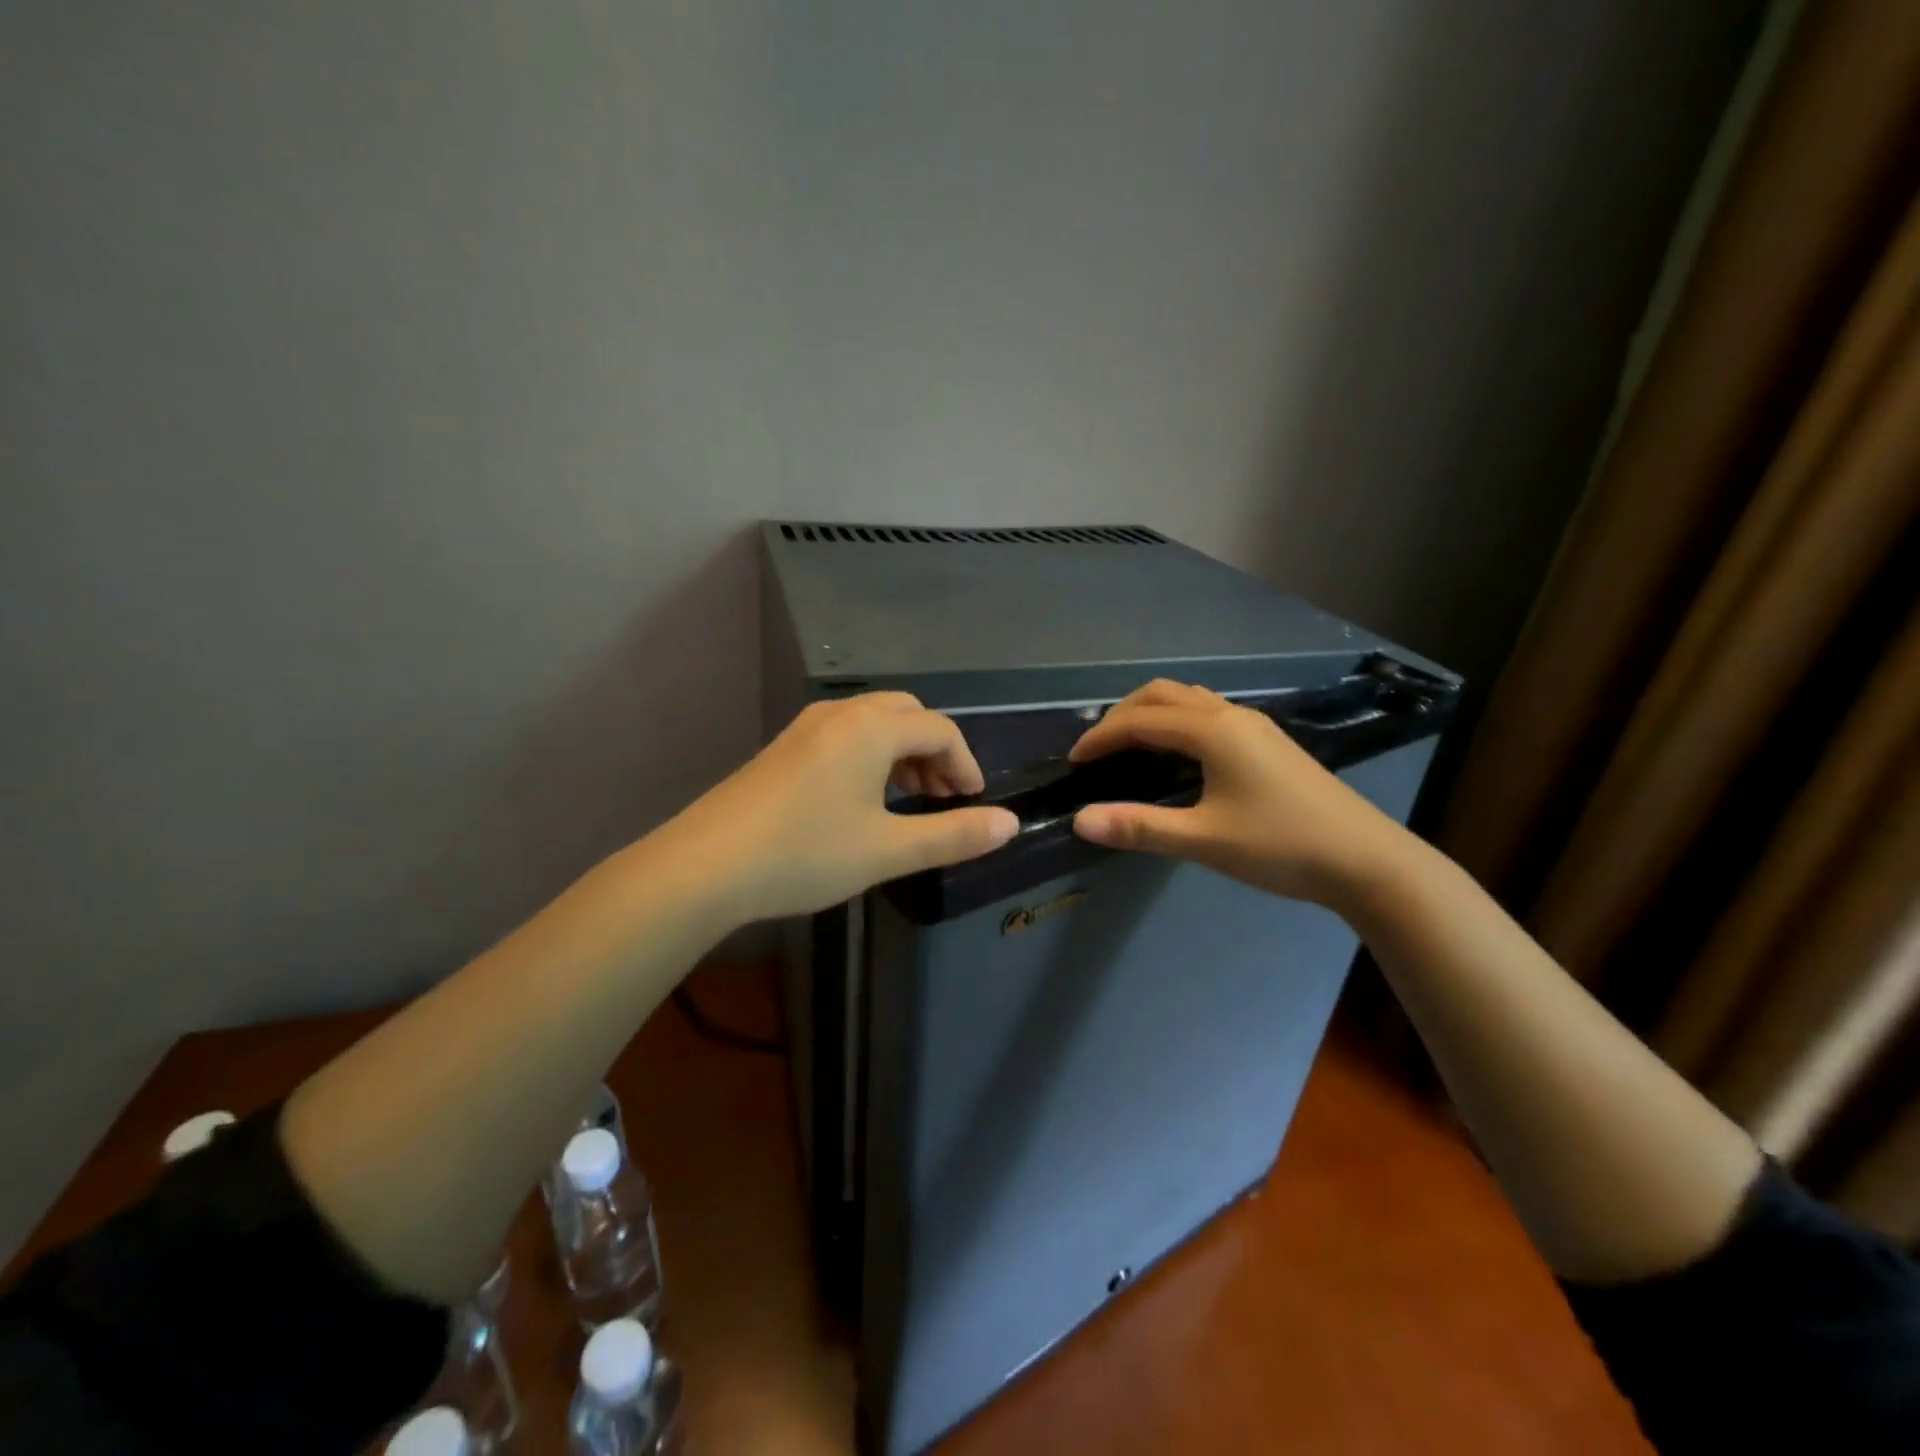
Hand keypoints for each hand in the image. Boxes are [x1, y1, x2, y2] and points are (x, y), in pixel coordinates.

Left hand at [664, 693, 1018, 923]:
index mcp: (872, 727)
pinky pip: (844, 736)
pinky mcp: (784, 748)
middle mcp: (841, 714)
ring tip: (910, 799)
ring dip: (903, 753)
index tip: (975, 804)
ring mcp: (806, 727)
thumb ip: (954, 835)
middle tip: (944, 797)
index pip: (940, 730)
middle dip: (936, 752)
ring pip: (873, 723)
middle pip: (907, 715)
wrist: (706, 866)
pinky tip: (862, 800)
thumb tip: (1010, 824)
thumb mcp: (889, 850)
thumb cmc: (807, 853)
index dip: (967, 765)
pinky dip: (871, 757)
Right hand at [1068, 680, 1407, 908]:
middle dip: (1123, 715)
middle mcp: (1232, 715)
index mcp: (1213, 731)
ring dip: (1152, 713)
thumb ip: (1139, 827)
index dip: (1101, 738)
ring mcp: (1255, 726)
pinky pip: (1208, 712)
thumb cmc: (1282, 847)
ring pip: (1189, 699)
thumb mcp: (1205, 840)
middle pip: (1163, 694)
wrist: (1367, 861)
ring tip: (1130, 747)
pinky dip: (1177, 721)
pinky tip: (1177, 755)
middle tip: (1097, 750)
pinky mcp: (1268, 742)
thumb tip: (1080, 820)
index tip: (1073, 762)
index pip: (1140, 721)